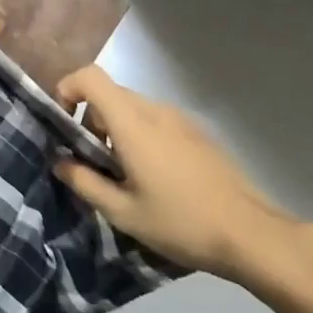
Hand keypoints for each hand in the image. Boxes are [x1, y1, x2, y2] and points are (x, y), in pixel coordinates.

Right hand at [53, 66, 304, 279]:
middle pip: (109, 94)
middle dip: (90, 120)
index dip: (67, 89)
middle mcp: (155, 110)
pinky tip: (155, 177)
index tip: (63, 124)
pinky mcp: (198, 132)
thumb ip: (84, 182)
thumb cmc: (180, 223)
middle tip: (92, 162)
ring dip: (116, 130)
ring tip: (124, 175)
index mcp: (132, 123)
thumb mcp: (122, 212)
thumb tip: (59, 161)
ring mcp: (181, 119)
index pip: (90, 77)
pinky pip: (156, 120)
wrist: (252, 235)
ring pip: (133, 108)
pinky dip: (140, 135)